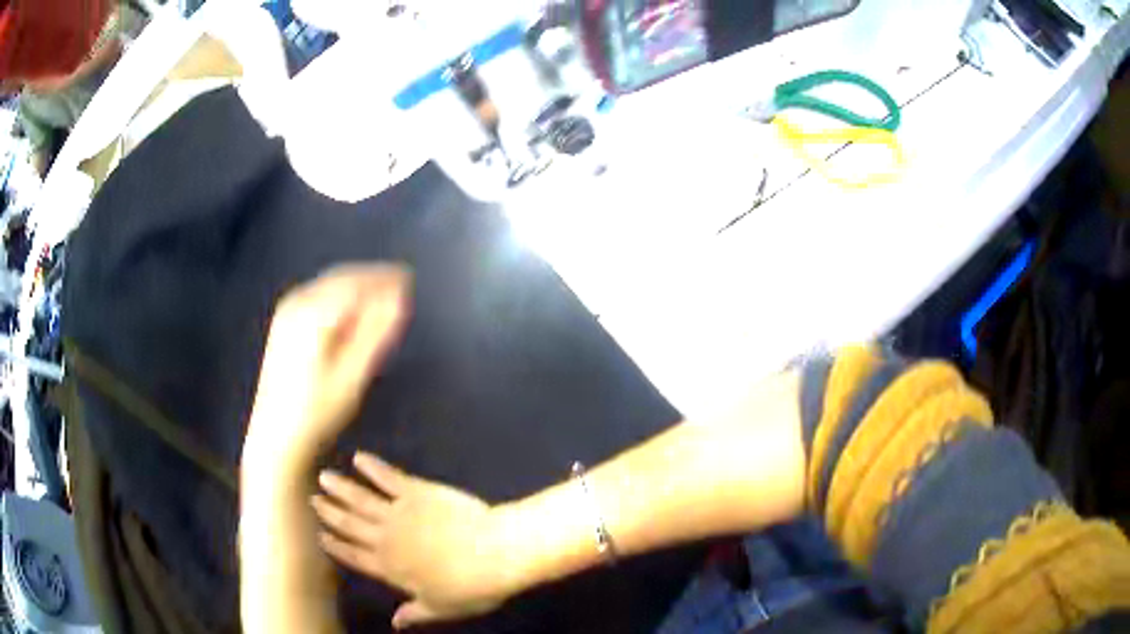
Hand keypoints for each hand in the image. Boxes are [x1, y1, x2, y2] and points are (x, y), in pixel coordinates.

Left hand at [245, 264, 410, 469]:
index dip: (384, 279)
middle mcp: (298, 303)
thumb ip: (377, 334)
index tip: (409, 279)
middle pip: (342, 278)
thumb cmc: (318, 412)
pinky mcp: (285, 321)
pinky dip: (341, 296)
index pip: (356, 283)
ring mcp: (288, 310)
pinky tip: (354, 309)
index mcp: (314, 314)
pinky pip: (320, 295)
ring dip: (357, 286)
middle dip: (372, 279)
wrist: (277, 436)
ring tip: (382, 296)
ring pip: (330, 284)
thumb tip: (400, 300)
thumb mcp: (353, 376)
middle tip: (401, 285)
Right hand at [313, 452, 515, 628]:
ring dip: (341, 488)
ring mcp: (399, 513)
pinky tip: (359, 457)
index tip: (319, 535)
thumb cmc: (470, 587)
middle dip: (330, 513)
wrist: (494, 553)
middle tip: (312, 500)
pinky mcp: (416, 491)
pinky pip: (388, 477)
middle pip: (351, 524)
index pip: (354, 557)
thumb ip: (414, 613)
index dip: (336, 546)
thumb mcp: (440, 608)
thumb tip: (395, 624)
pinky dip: (373, 467)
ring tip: (323, 478)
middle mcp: (386, 539)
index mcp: (390, 569)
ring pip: (361, 499)